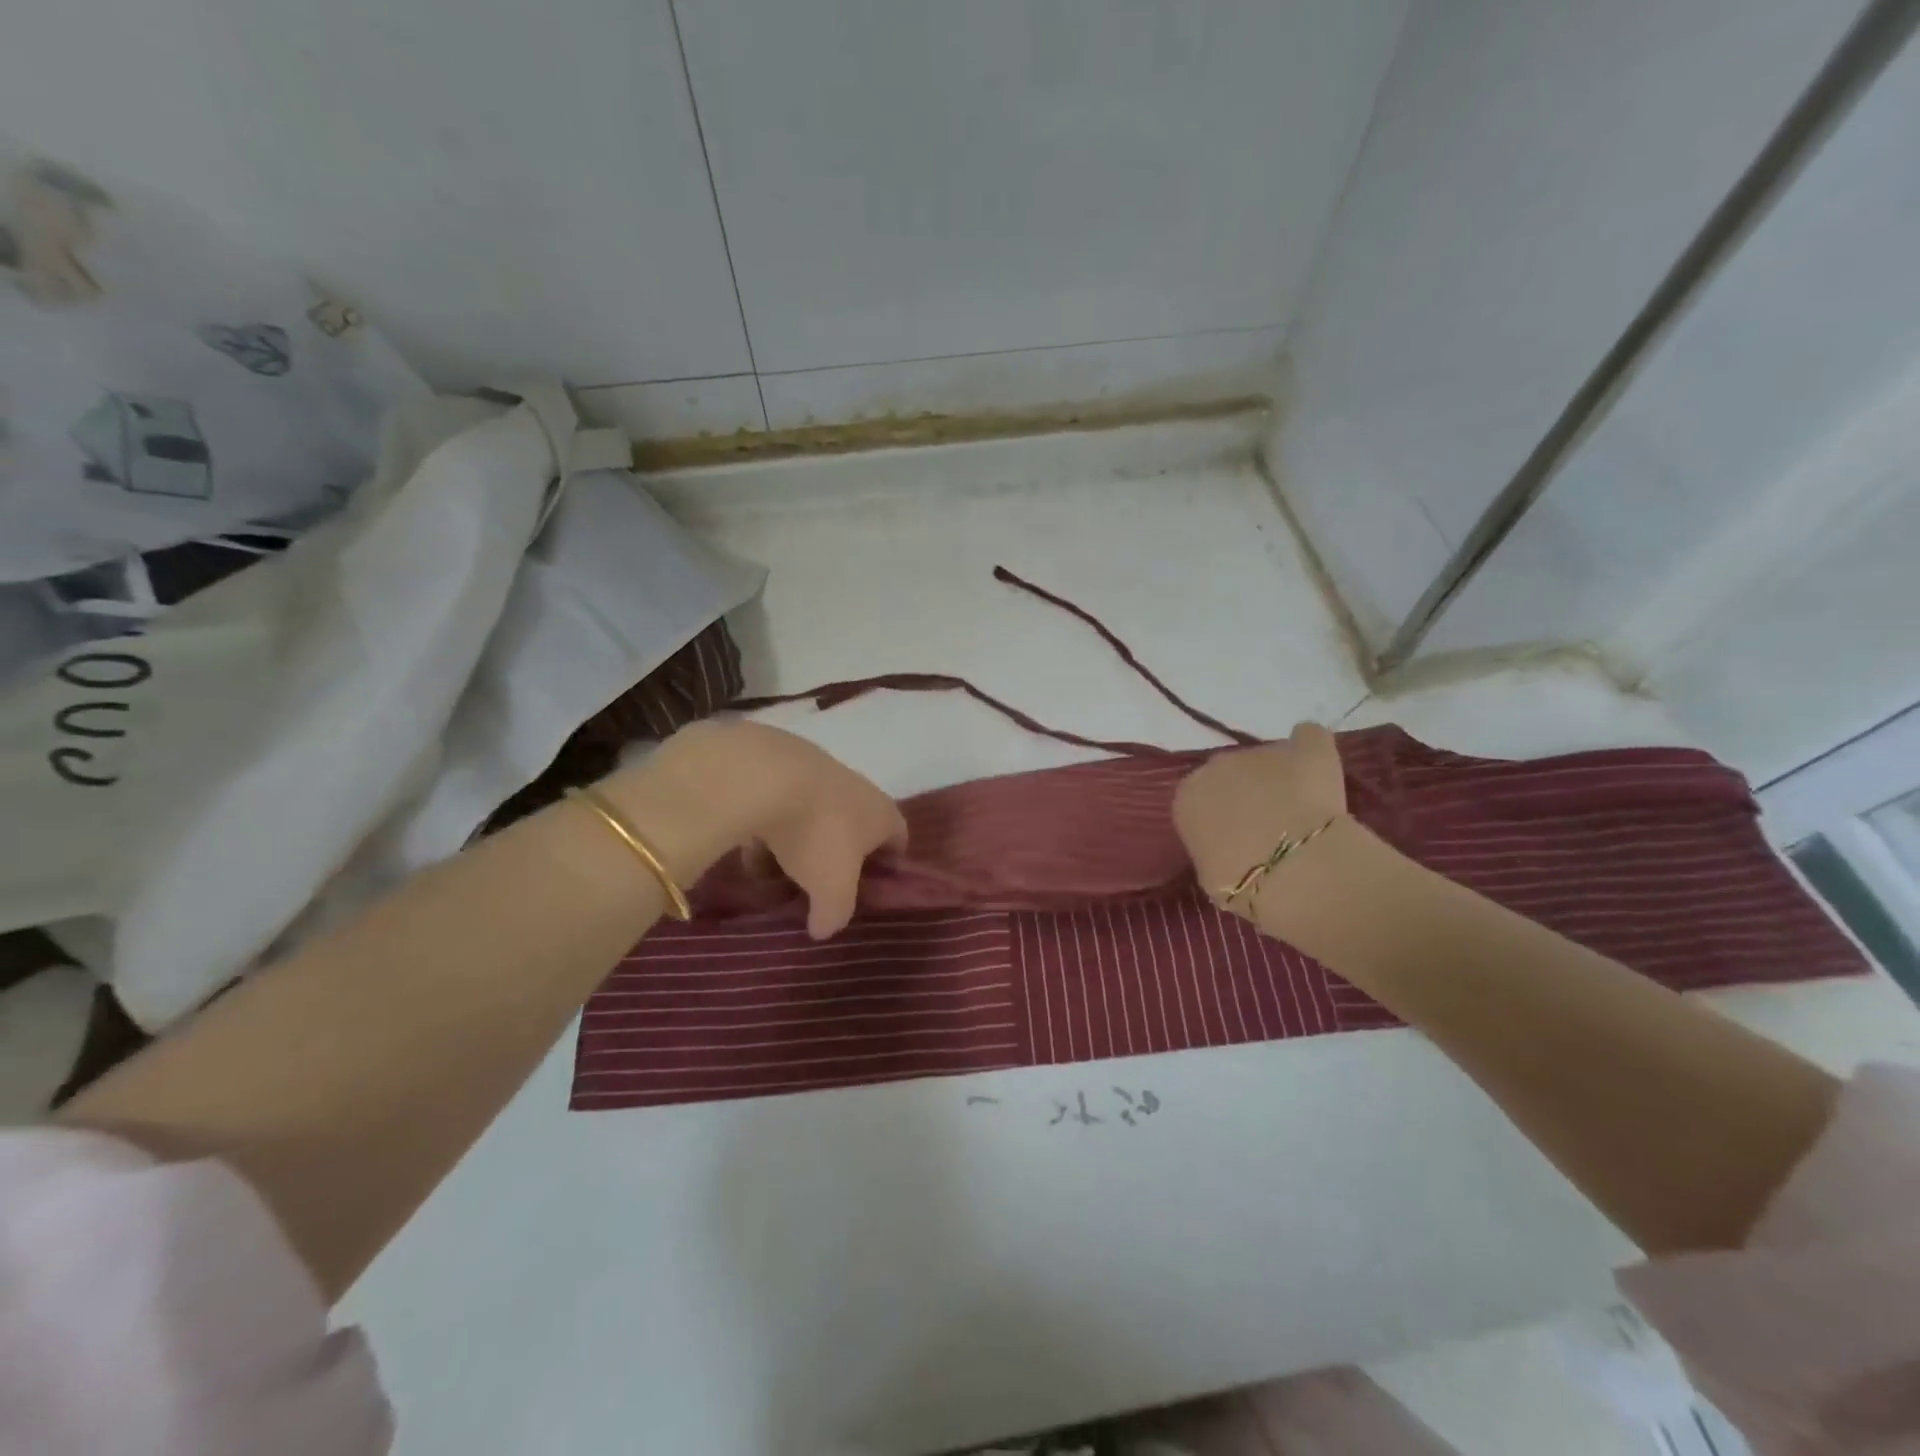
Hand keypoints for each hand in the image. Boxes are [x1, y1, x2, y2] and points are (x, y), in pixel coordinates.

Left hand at [603, 720, 906, 938]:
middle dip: (836, 858)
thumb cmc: (816, 834)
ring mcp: (818, 774)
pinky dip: (770, 828)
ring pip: (814, 819)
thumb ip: (834, 914)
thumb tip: (824, 929)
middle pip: (854, 829)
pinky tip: (748, 850)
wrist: (765, 776)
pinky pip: (780, 806)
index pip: (898, 839)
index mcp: (882, 814)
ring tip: (773, 874)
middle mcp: (857, 789)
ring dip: (798, 845)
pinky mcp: (780, 767)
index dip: (888, 866)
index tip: (869, 890)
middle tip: (817, 887)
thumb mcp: (832, 890)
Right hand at [1172, 722, 1348, 918]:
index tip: (1234, 836)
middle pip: (1230, 772)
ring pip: (1268, 759)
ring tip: (1302, 809)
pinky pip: (1308, 738)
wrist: (1294, 871)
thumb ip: (1212, 848)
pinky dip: (1311, 748)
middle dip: (1247, 791)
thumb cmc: (1243, 884)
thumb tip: (1226, 846)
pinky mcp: (1306, 749)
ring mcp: (1261, 752)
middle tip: (1268, 823)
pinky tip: (1319, 768)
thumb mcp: (1210, 875)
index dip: (1218, 815)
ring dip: (1279, 778)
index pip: (1199, 798)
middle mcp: (1217, 765)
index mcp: (1188, 796)